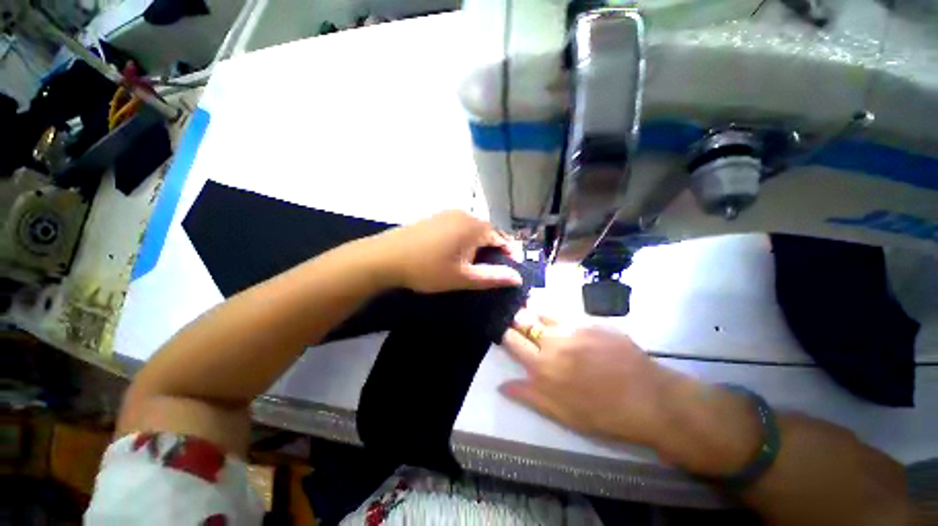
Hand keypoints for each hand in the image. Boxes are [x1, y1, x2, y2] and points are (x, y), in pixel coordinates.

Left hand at [370, 210, 521, 293]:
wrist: (386, 257)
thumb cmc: (427, 269)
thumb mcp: (462, 277)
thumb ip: (492, 277)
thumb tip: (518, 278)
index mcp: (474, 227)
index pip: (502, 238)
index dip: (510, 254)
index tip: (511, 270)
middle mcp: (464, 214)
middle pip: (488, 232)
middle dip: (493, 250)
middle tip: (490, 270)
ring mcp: (448, 213)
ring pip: (473, 230)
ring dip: (478, 245)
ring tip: (474, 264)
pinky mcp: (436, 217)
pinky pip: (459, 227)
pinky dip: (464, 239)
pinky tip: (455, 252)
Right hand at [501, 313, 680, 447]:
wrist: (651, 400)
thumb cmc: (604, 414)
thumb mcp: (562, 414)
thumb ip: (529, 396)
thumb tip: (501, 385)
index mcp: (543, 366)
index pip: (512, 340)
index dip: (505, 334)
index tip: (506, 334)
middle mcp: (554, 341)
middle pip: (524, 320)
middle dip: (517, 319)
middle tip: (518, 322)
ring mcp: (575, 327)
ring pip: (543, 311)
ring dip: (535, 312)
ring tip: (535, 315)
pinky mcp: (593, 321)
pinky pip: (567, 313)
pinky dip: (558, 316)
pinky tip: (563, 321)